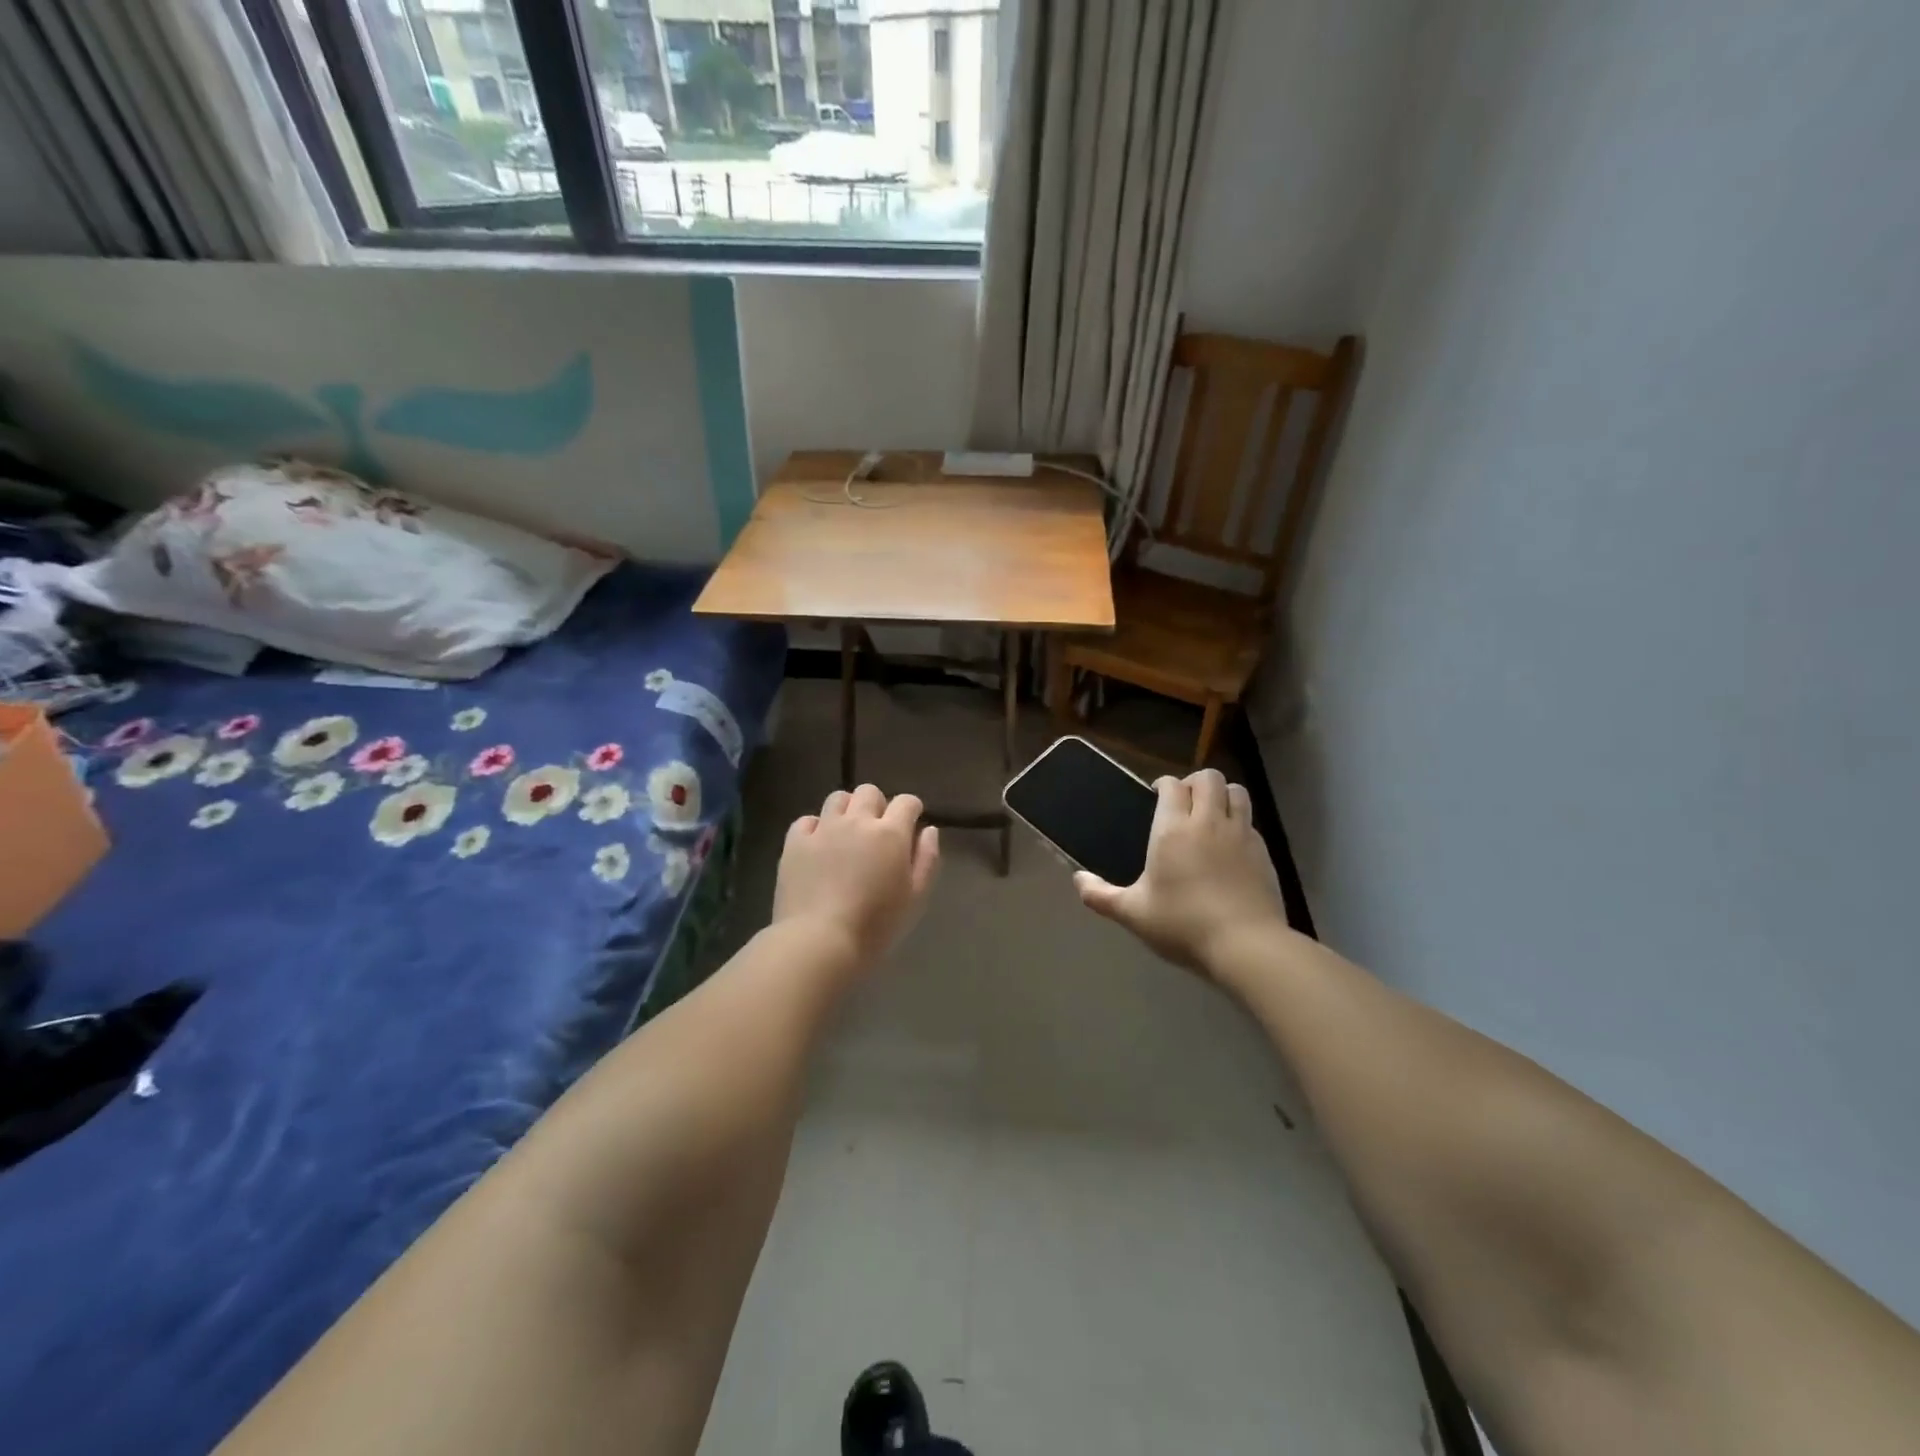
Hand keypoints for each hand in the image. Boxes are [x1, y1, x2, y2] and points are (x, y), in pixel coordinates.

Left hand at [773, 784, 940, 975]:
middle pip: (869, 792)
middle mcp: (857, 821)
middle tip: (877, 831)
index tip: (910, 825)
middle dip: (878, 805)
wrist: (819, 941)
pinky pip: (806, 820)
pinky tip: (818, 846)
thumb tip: (928, 830)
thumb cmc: (876, 925)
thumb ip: (927, 859)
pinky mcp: (795, 843)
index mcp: (890, 833)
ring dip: (847, 810)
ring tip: (847, 833)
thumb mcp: (915, 897)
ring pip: (837, 798)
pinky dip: (815, 827)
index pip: (906, 802)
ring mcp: (823, 829)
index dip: (911, 810)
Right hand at [1074, 769, 1287, 975]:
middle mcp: (1208, 822)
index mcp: (1173, 829)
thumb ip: (1101, 896)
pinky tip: (1230, 846)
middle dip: (1194, 782)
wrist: (1246, 945)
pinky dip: (1239, 822)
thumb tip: (1078, 880)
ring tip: (1210, 814)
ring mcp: (1241, 834)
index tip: (1156, 796)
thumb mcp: (1133, 914)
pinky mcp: (1264, 852)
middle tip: (1183, 803)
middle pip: (1208, 778)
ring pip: (1236, 792)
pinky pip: (1250, 822)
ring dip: (1222, 795)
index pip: (1172, 785)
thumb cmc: (1183, 925)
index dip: (1163, 784)